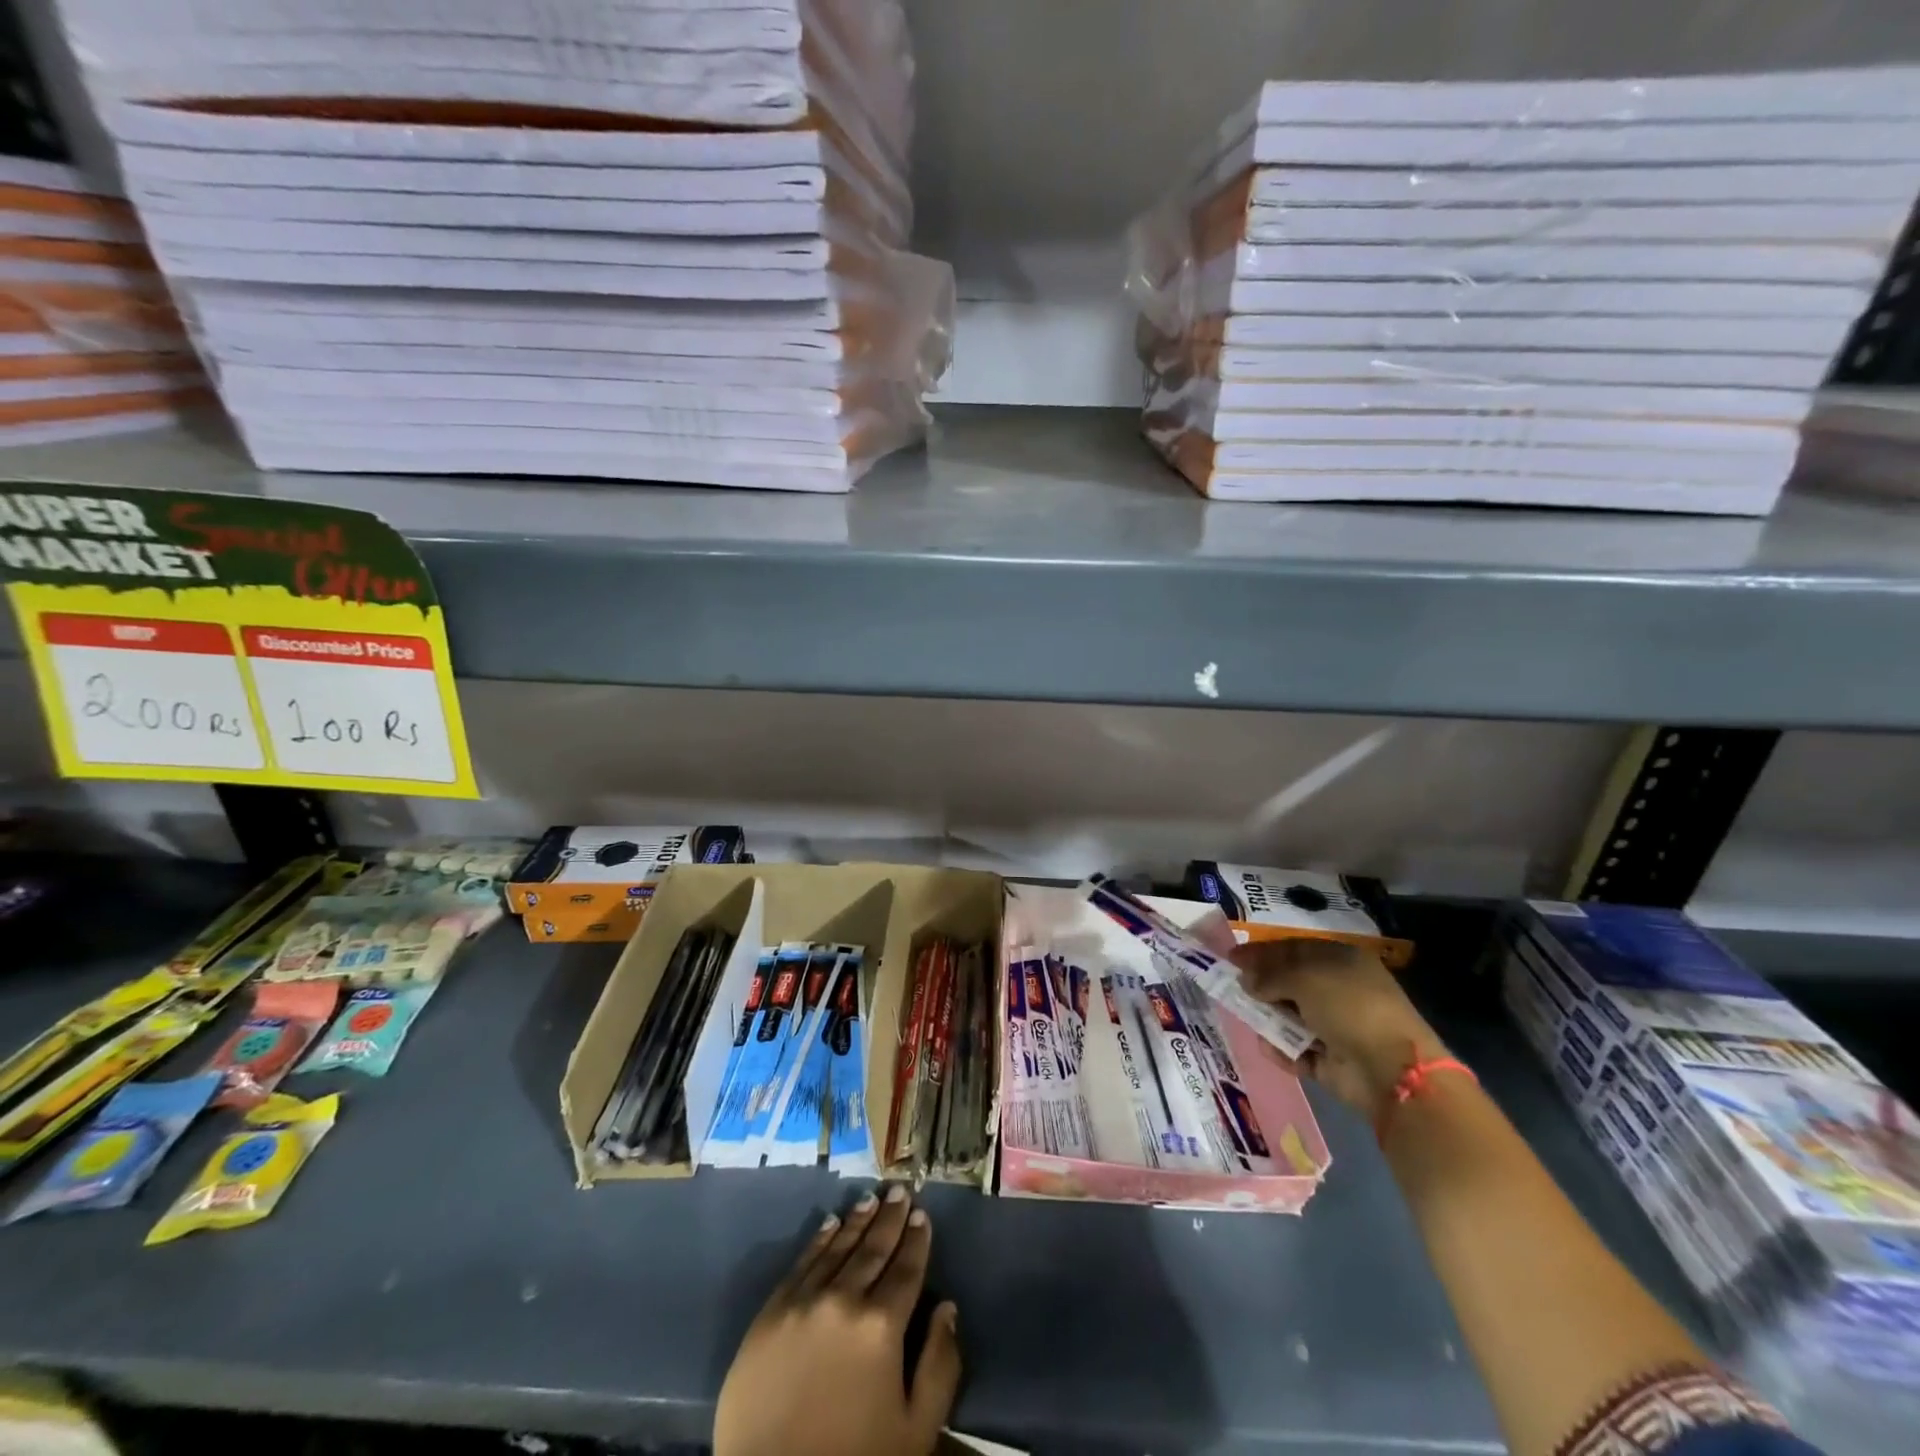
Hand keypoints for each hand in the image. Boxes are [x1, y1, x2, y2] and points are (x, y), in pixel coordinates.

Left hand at [714, 1185, 961, 1455]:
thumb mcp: (914, 1431)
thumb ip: (939, 1367)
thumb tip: (948, 1309)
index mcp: (881, 1326)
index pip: (906, 1269)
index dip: (917, 1240)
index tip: (923, 1214)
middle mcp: (843, 1299)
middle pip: (873, 1249)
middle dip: (890, 1218)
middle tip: (901, 1190)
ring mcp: (803, 1301)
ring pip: (838, 1248)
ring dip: (858, 1221)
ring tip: (872, 1198)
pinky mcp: (770, 1312)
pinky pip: (801, 1264)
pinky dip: (820, 1240)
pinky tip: (831, 1224)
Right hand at [1233, 938, 1448, 1115]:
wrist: (1390, 1071)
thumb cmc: (1348, 1006)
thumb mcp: (1303, 977)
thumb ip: (1269, 975)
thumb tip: (1246, 980)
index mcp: (1342, 961)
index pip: (1294, 949)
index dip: (1262, 952)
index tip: (1231, 957)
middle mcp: (1340, 990)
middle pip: (1291, 983)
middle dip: (1262, 985)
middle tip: (1232, 988)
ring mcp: (1338, 1027)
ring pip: (1292, 1017)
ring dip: (1269, 1018)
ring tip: (1246, 1018)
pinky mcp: (1333, 1061)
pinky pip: (1298, 1050)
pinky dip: (1282, 1049)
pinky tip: (1268, 1046)